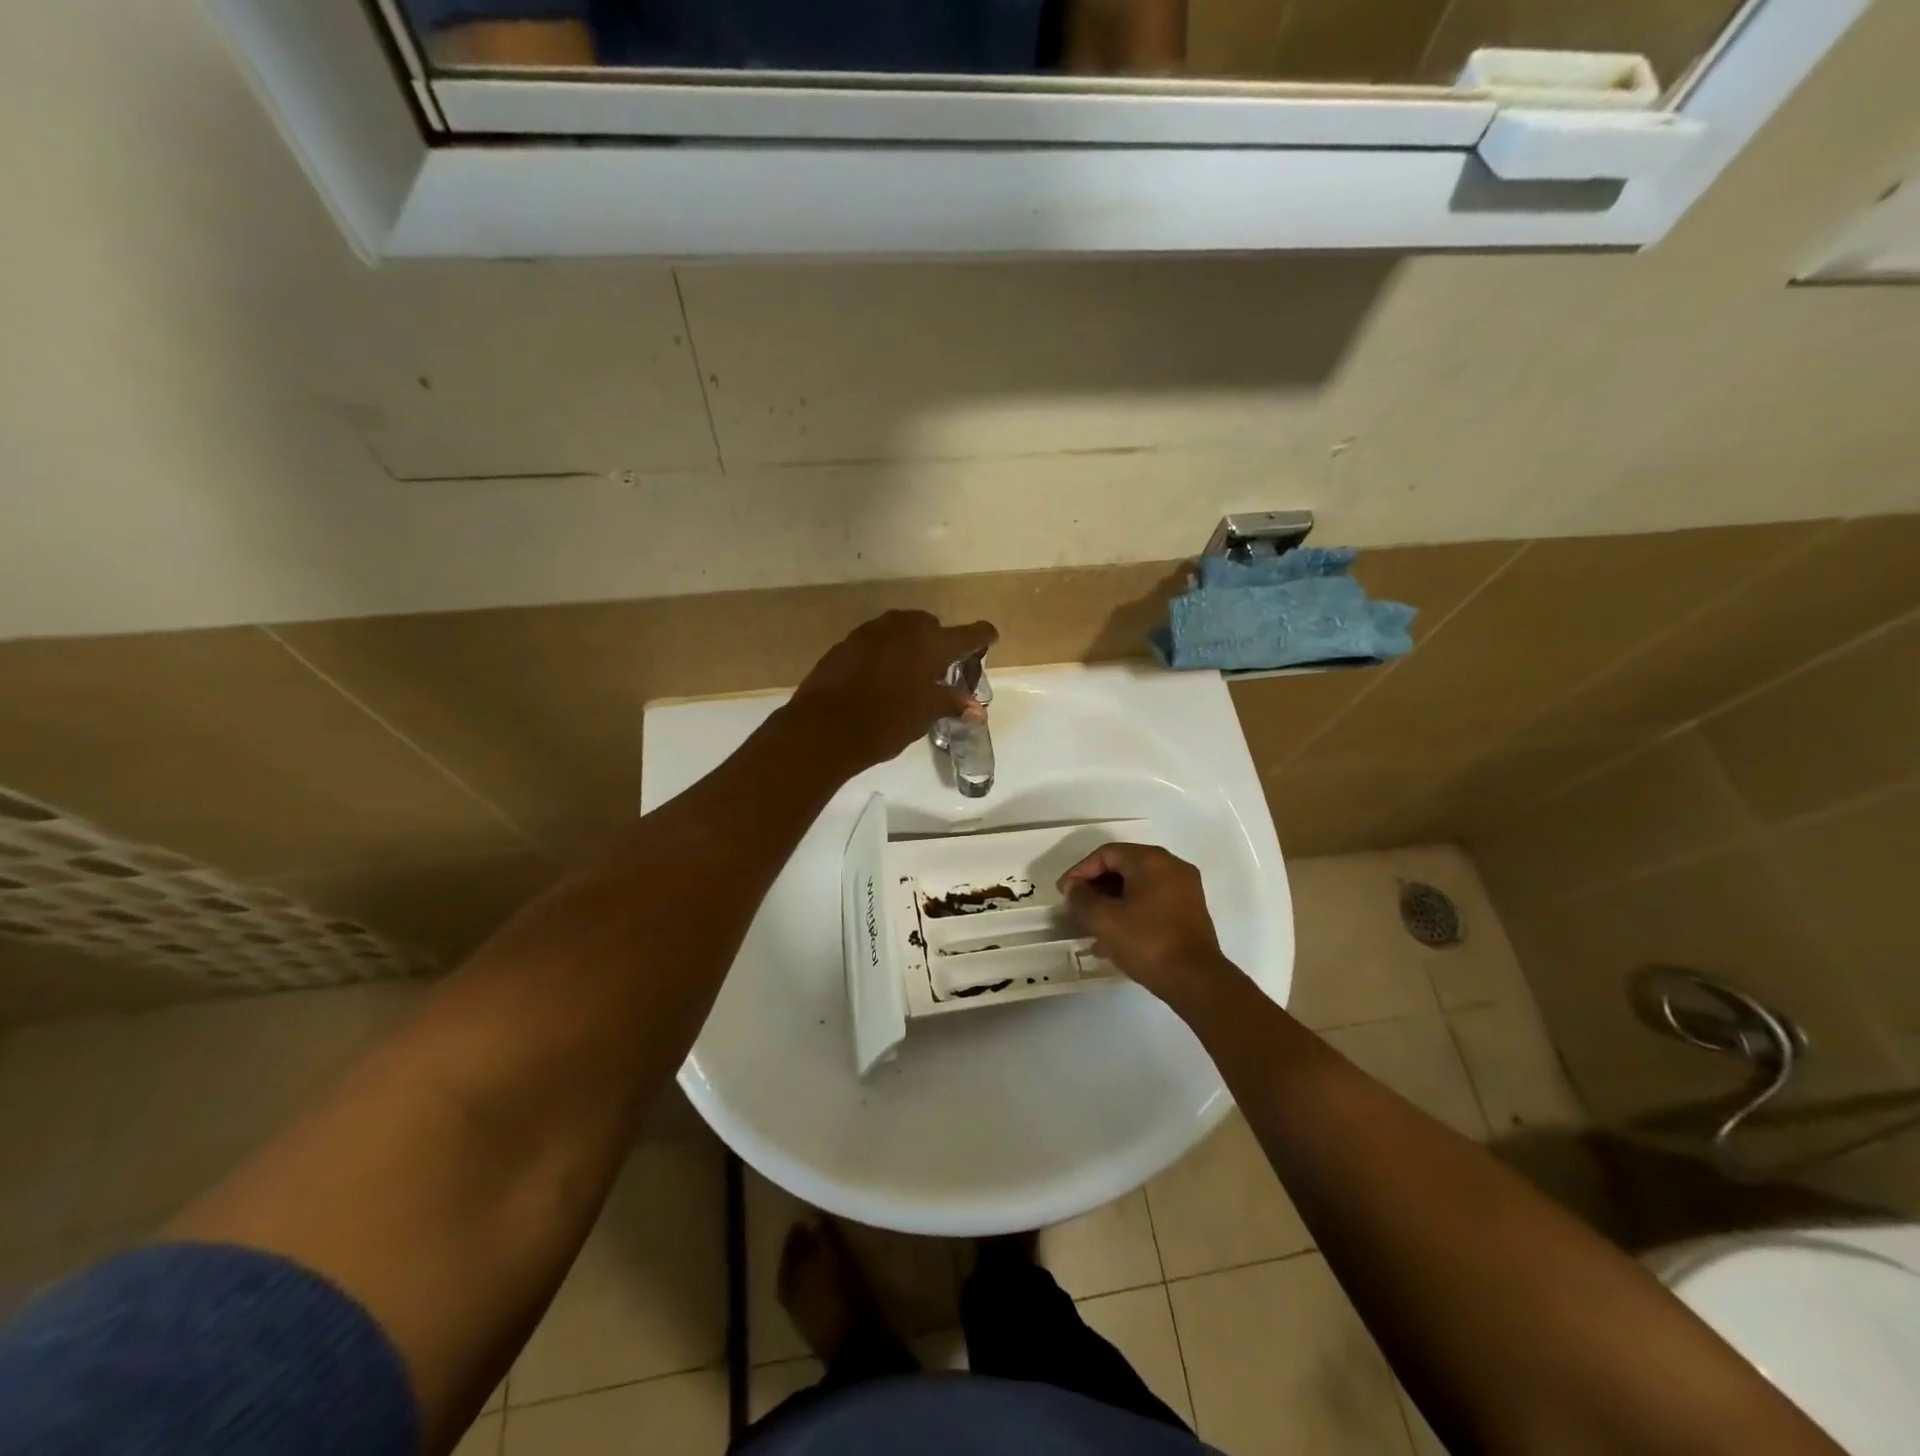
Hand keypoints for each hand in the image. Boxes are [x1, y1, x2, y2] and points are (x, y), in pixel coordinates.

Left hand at [785, 610, 997, 772]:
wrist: (824, 728)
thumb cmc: (885, 722)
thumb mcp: (924, 715)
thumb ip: (952, 703)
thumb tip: (977, 708)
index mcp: (931, 643)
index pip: (969, 634)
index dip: (982, 637)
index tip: (990, 639)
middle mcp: (904, 627)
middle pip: (932, 627)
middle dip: (941, 644)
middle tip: (943, 671)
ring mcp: (872, 631)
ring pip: (903, 630)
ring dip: (912, 645)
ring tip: (912, 674)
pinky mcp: (848, 642)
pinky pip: (878, 640)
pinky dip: (887, 652)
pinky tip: (883, 676)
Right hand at [1058, 843, 1239, 1011]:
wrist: (1195, 980)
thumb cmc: (1146, 941)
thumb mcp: (1103, 919)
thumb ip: (1081, 897)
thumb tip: (1075, 889)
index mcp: (1151, 860)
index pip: (1106, 854)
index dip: (1080, 871)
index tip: (1064, 893)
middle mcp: (1172, 866)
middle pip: (1124, 866)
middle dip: (1096, 885)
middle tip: (1076, 905)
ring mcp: (1185, 889)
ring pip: (1138, 885)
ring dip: (1112, 899)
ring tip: (1091, 922)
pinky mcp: (1190, 911)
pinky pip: (1153, 900)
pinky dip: (1131, 909)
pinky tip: (1115, 933)